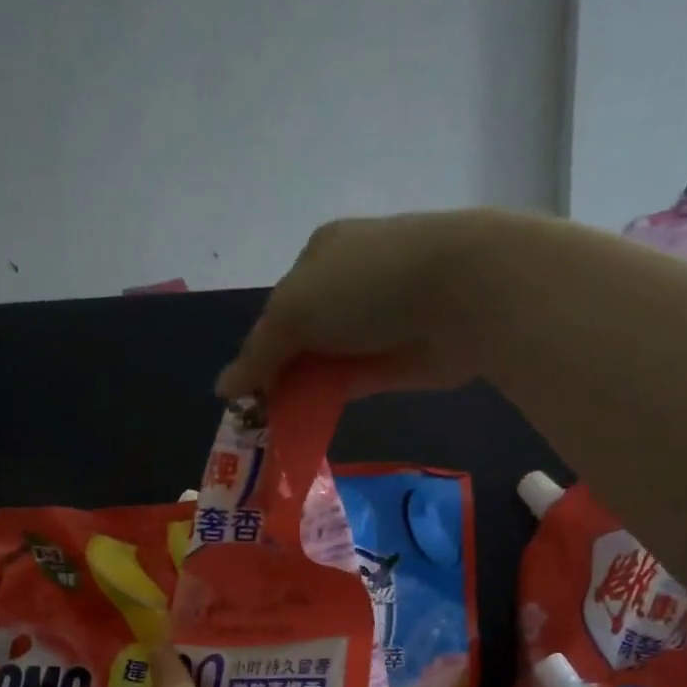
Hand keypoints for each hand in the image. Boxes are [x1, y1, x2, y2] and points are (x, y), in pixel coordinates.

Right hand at [215, 209, 520, 400]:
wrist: (462, 293)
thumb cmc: (366, 285)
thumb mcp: (294, 310)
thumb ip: (259, 352)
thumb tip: (223, 388)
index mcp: (319, 256)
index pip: (277, 309)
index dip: (258, 350)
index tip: (244, 391)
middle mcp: (347, 285)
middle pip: (301, 338)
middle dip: (279, 374)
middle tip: (259, 416)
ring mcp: (375, 323)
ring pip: (326, 363)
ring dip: (302, 393)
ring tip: (277, 430)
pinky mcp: (398, 358)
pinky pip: (352, 382)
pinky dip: (330, 401)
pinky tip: (307, 426)